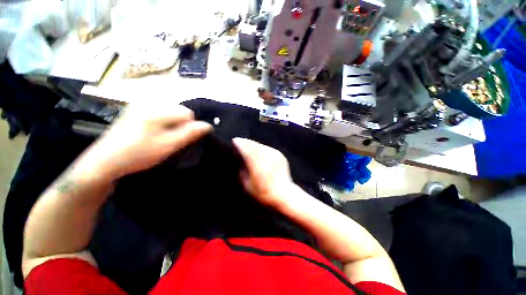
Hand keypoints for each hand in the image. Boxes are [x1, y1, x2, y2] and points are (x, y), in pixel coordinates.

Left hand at [81, 101, 211, 179]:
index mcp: (156, 110)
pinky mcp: (134, 111)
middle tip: (168, 140)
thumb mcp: (168, 145)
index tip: (177, 140)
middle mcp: (148, 103)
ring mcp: (139, 106)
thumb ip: (189, 133)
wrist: (104, 162)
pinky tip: (151, 134)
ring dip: (170, 125)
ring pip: (169, 113)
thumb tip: (208, 125)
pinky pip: (158, 114)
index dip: (187, 127)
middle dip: (178, 125)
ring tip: (159, 138)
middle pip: (178, 111)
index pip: (187, 113)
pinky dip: (161, 124)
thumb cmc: (138, 154)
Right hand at [233, 138, 293, 206]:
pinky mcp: (280, 155)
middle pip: (253, 144)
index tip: (234, 141)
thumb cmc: (263, 192)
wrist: (284, 194)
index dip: (239, 143)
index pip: (245, 148)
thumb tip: (240, 161)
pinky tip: (259, 152)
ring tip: (248, 146)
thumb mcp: (247, 184)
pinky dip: (262, 149)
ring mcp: (274, 154)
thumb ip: (242, 171)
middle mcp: (265, 155)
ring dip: (254, 145)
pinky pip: (268, 149)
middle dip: (246, 142)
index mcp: (256, 162)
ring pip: (261, 145)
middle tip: (240, 141)